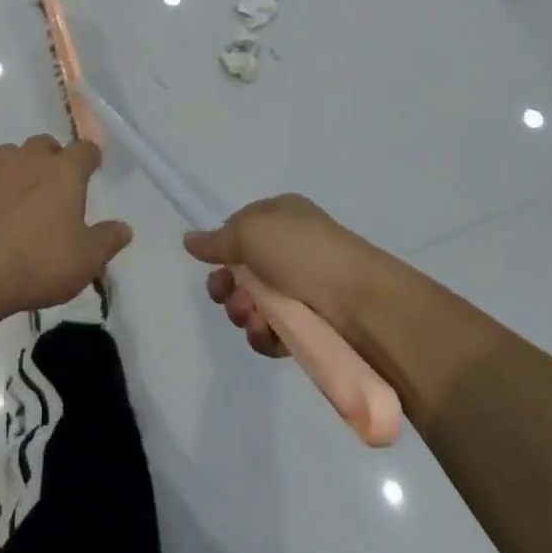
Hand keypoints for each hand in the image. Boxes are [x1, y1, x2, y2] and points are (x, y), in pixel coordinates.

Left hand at [0, 135, 132, 327]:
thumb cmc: (36, 262)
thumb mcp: (84, 261)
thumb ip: (107, 241)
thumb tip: (125, 228)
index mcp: (62, 172)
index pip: (84, 150)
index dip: (91, 157)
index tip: (93, 167)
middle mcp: (27, 160)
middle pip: (44, 144)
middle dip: (52, 157)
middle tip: (56, 183)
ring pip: (10, 156)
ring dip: (19, 168)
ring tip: (22, 197)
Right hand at [184, 195, 395, 356]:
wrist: (363, 304)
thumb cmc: (304, 254)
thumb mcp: (251, 232)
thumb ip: (217, 239)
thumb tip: (189, 239)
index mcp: (282, 216)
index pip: (241, 228)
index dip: (223, 247)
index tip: (212, 264)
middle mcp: (292, 248)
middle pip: (243, 270)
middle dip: (228, 286)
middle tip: (227, 297)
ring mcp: (303, 289)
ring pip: (255, 304)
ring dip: (244, 313)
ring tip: (253, 318)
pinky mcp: (311, 326)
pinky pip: (274, 332)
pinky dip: (264, 336)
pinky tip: (267, 337)